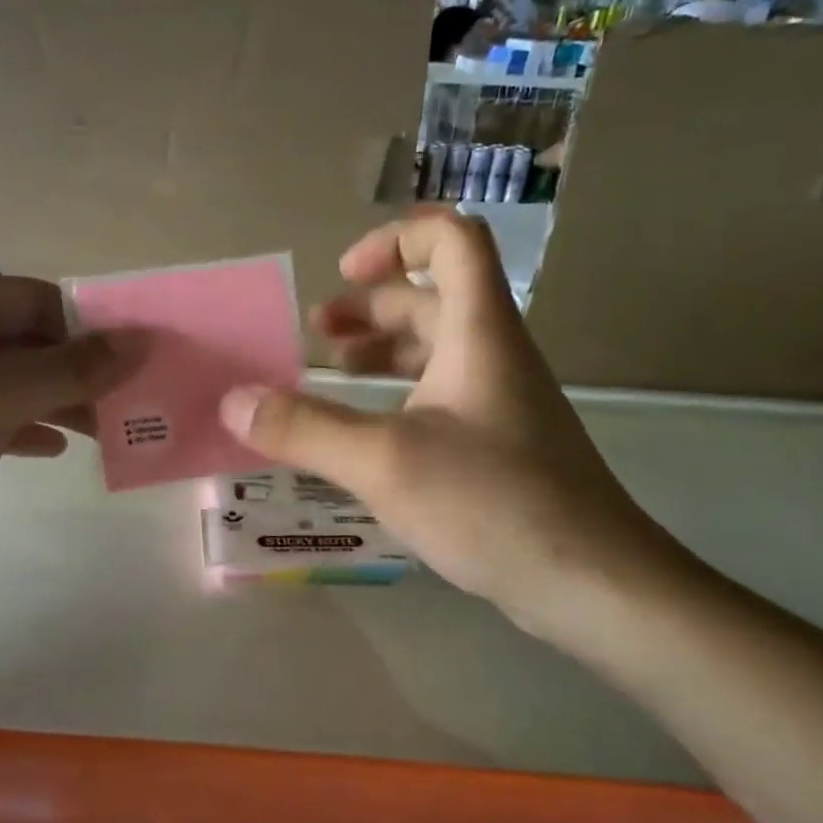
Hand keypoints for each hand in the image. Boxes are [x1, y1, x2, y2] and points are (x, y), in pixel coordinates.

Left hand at [0, 271, 143, 592]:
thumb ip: (71, 369)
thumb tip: (139, 342)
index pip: (40, 301)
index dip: (91, 328)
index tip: (138, 362)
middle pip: (32, 342)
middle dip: (81, 371)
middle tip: (134, 402)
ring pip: (17, 383)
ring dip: (61, 403)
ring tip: (110, 430)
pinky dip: (27, 429)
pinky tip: (57, 450)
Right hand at [218, 210, 676, 642]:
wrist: (590, 583)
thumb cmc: (491, 503)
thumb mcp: (384, 462)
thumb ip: (304, 429)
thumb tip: (233, 402)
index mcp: (479, 333)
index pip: (452, 240)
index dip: (395, 240)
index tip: (341, 275)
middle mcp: (494, 356)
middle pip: (434, 298)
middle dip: (369, 306)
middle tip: (314, 335)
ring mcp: (500, 404)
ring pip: (436, 352)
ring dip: (381, 351)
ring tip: (327, 375)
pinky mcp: (500, 447)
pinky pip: (440, 399)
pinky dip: (395, 399)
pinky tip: (364, 436)